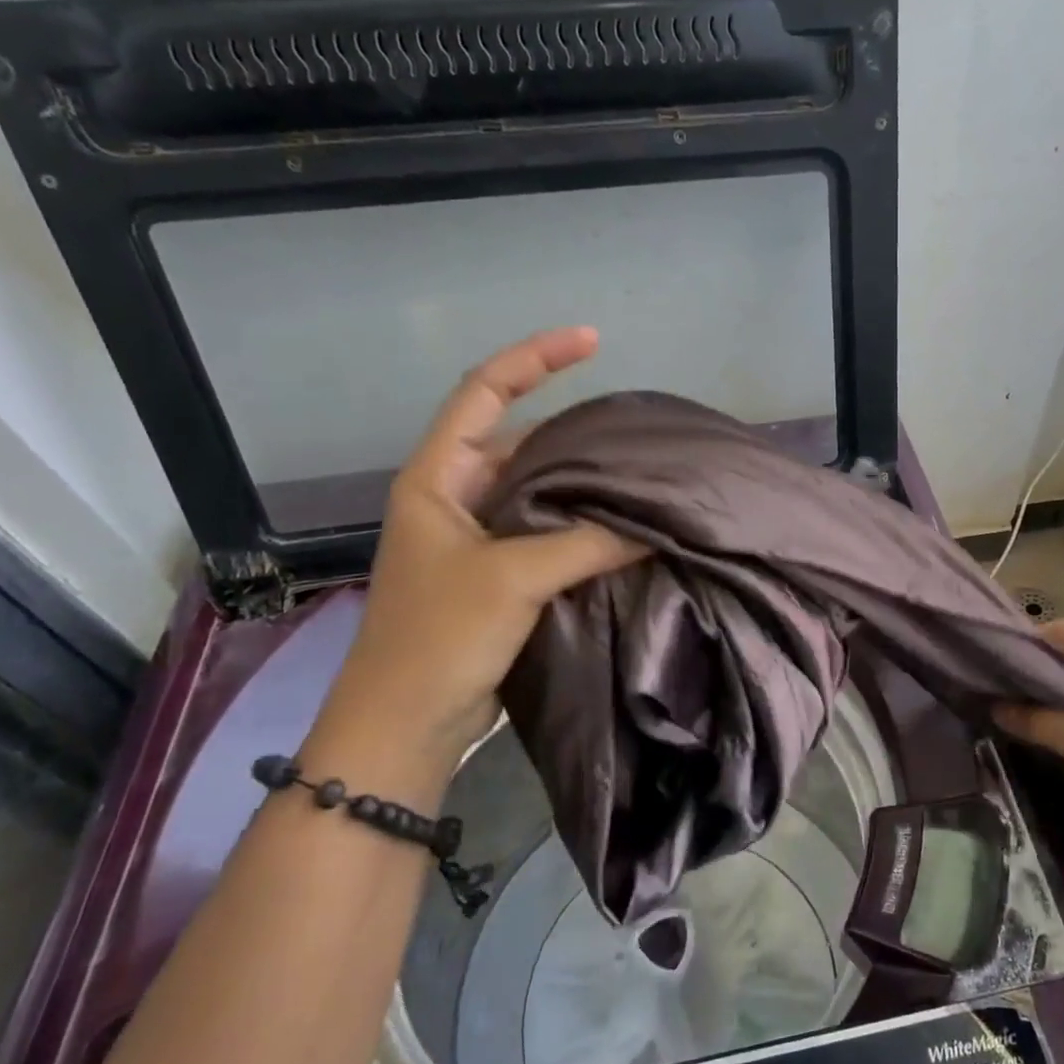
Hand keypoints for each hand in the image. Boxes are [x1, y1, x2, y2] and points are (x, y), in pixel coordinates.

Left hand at [302, 328, 645, 795]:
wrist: (408, 723)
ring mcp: (480, 539)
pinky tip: (625, 526)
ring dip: (583, 481)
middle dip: (574, 428)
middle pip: (520, 439)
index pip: (484, 391)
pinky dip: (584, 524)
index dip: (535, 358)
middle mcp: (457, 497)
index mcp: (437, 477)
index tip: (592, 341)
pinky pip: (549, 532)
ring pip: (540, 490)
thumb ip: (586, 542)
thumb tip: (655, 525)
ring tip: (641, 471)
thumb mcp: (512, 578)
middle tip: (634, 427)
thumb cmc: (439, 637)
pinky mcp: (501, 576)